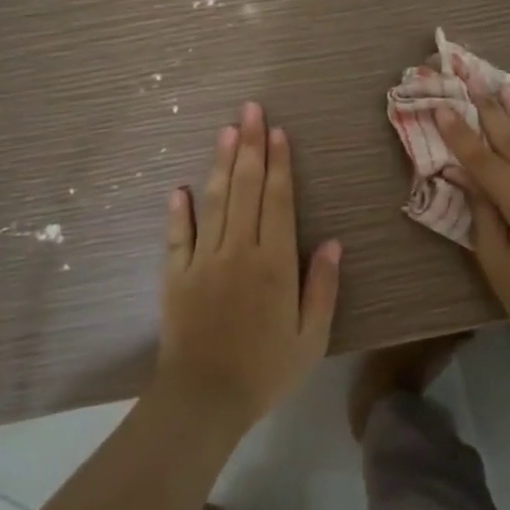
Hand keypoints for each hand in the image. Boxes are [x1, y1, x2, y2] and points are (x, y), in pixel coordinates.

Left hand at [154, 101, 341, 432]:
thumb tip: (334, 242)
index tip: (277, 131)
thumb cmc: (266, 369)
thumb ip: (322, 287)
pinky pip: (177, 235)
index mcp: (274, 263)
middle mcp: (239, 250)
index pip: (278, 200)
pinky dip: (179, 210)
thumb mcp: (312, 337)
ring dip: (220, 164)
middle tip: (250, 110)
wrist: (205, 399)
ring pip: (214, 202)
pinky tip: (180, 187)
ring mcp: (203, 260)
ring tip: (225, 130)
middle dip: (250, 146)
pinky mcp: (175, 275)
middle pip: (245, 188)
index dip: (279, 163)